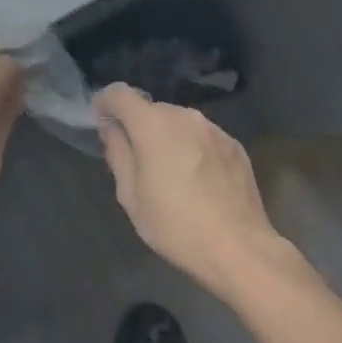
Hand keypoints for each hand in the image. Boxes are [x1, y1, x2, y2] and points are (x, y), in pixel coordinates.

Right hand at [94, 84, 287, 299]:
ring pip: (179, 123)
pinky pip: (203, 137)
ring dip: (168, 137)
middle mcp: (184, 116)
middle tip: (136, 160)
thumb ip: (118, 154)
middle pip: (151, 109)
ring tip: (170, 172)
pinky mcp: (234, 145)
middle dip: (138, 126)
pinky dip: (192, 148)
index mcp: (153, 125)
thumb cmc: (175, 226)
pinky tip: (198, 180)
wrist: (240, 249)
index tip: (101, 121)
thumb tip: (112, 129)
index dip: (106, 103)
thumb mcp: (131, 196)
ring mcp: (214, 129)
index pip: (120, 94)